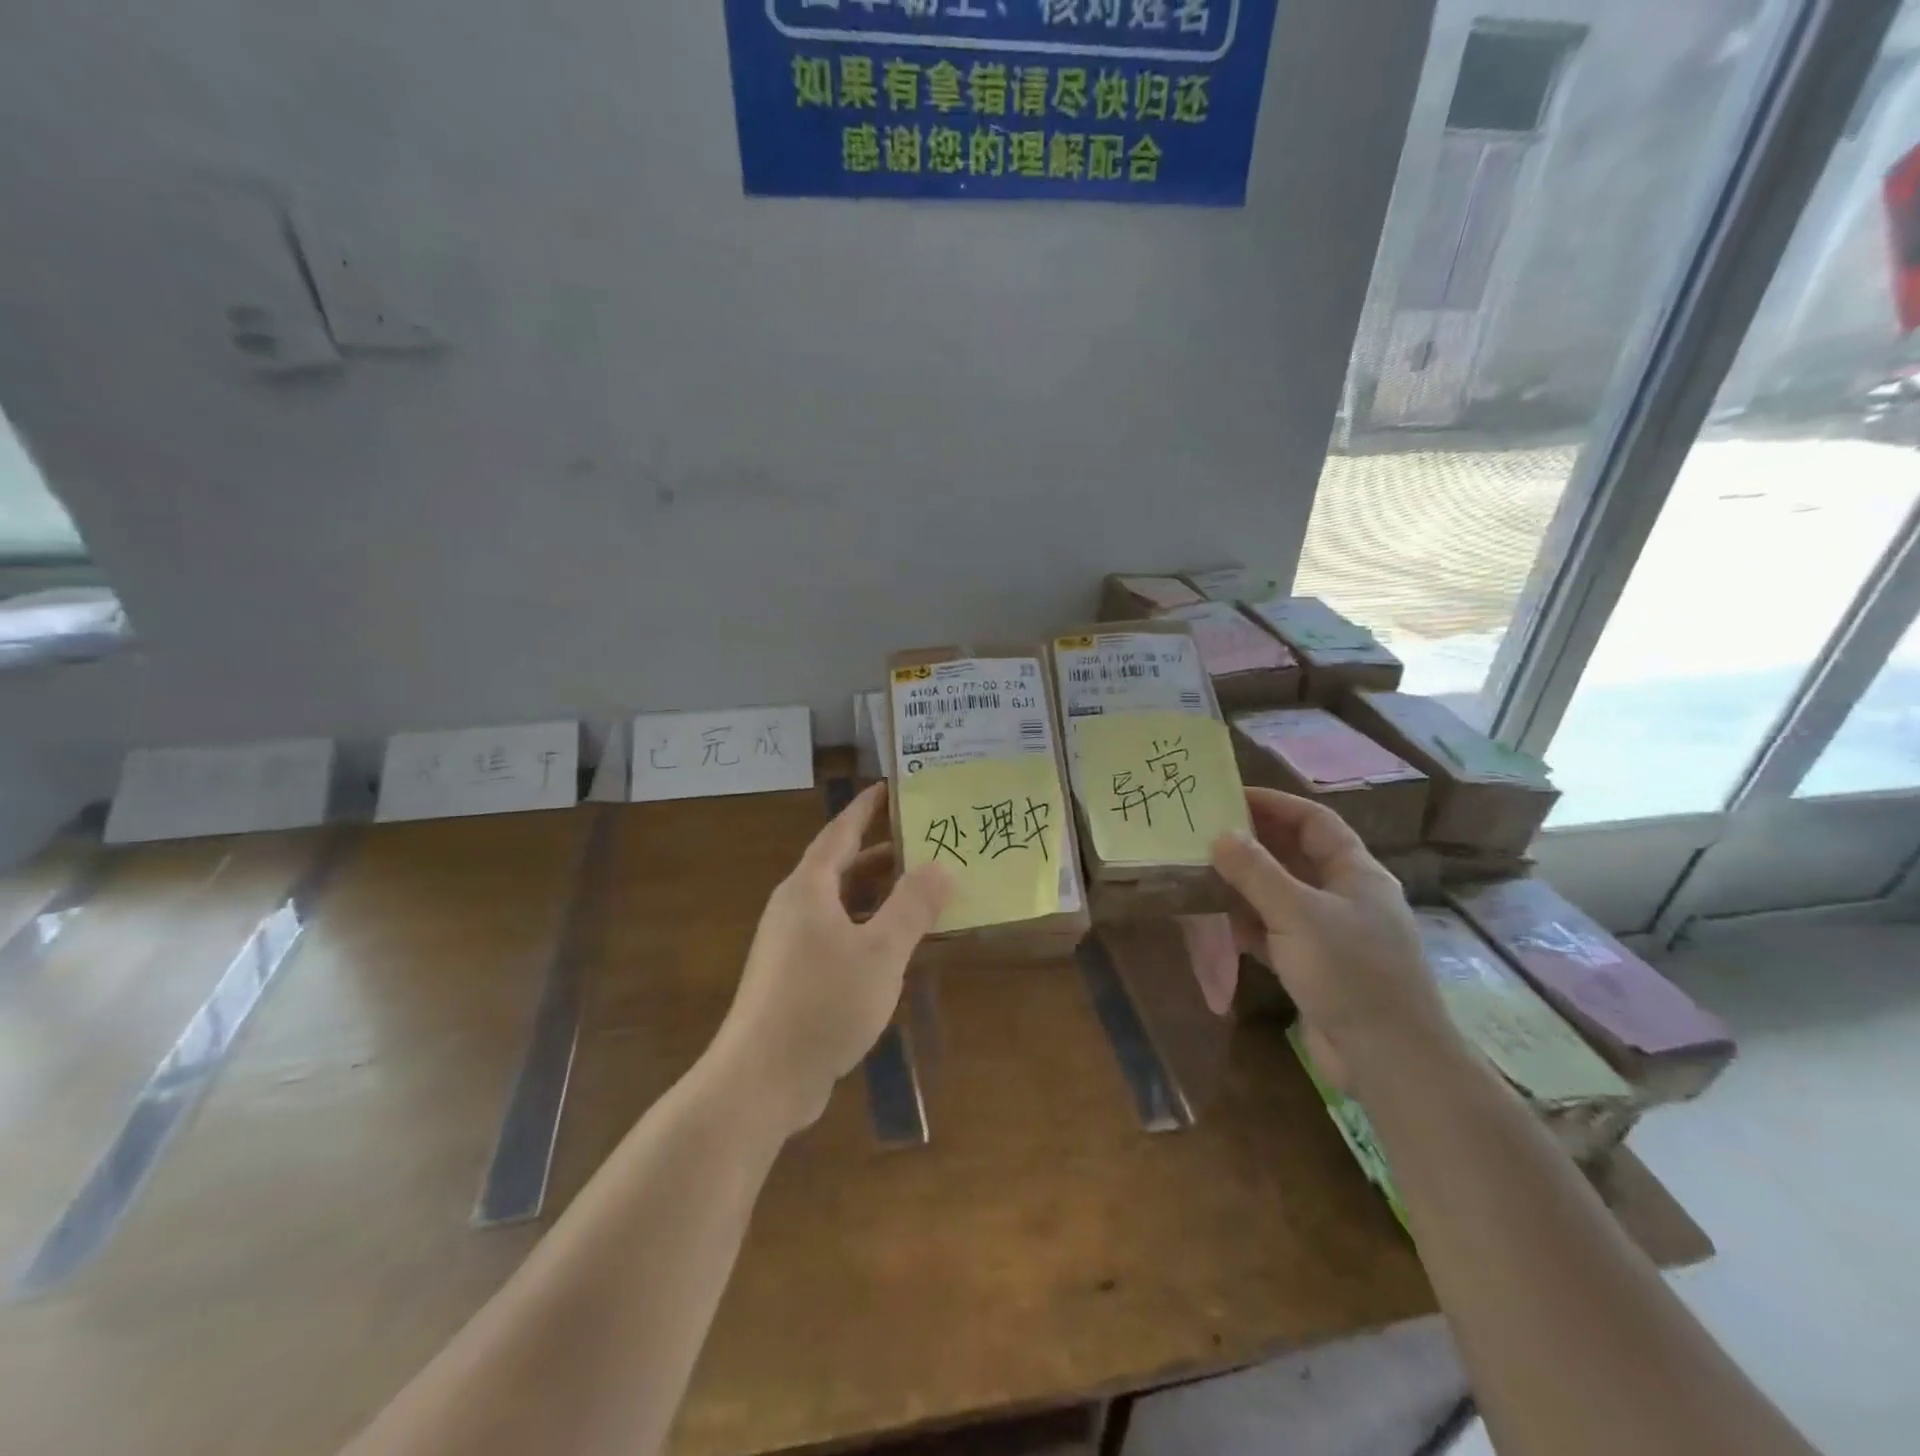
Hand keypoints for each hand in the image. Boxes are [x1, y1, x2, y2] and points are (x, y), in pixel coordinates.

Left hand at [708, 783, 950, 1135]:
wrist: (761, 1079)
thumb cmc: (823, 1002)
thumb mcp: (880, 951)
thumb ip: (913, 906)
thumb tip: (941, 866)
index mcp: (809, 888)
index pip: (841, 832)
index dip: (866, 808)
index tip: (891, 788)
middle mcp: (796, 907)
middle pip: (842, 867)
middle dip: (883, 853)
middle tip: (926, 842)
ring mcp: (791, 944)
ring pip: (841, 904)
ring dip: (879, 894)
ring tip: (922, 890)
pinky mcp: (794, 976)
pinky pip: (838, 935)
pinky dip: (869, 928)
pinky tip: (897, 946)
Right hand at [1211, 788, 1457, 1096]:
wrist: (1388, 1059)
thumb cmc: (1350, 973)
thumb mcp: (1298, 914)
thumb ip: (1256, 873)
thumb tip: (1219, 835)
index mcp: (1356, 873)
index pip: (1314, 822)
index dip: (1275, 804)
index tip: (1230, 796)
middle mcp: (1346, 897)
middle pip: (1296, 856)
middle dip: (1254, 844)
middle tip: (1205, 832)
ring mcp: (1331, 934)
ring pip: (1282, 896)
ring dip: (1246, 885)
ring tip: (1202, 871)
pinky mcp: (1316, 967)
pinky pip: (1276, 932)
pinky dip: (1250, 924)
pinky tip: (1220, 922)